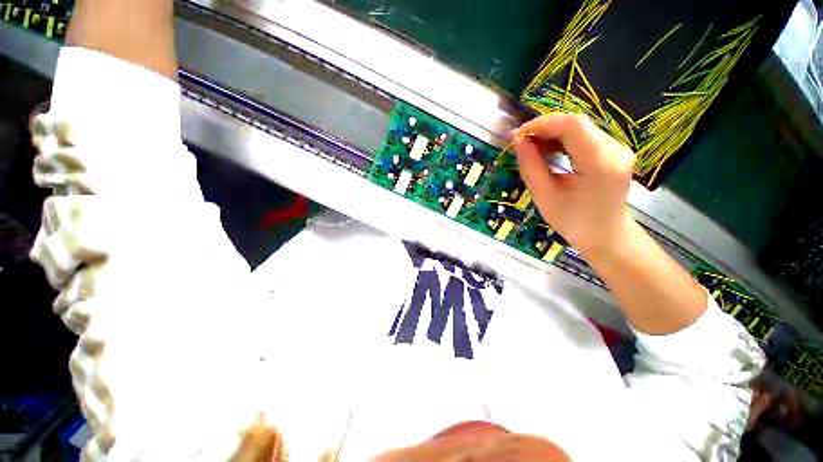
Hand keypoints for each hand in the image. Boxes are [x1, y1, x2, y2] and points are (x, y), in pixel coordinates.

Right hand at [513, 114, 635, 256]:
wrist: (605, 235)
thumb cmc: (573, 222)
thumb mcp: (544, 196)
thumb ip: (531, 166)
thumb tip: (518, 141)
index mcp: (600, 163)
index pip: (572, 125)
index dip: (542, 124)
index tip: (518, 136)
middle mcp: (615, 149)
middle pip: (576, 124)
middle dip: (544, 129)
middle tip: (521, 143)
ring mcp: (618, 148)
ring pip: (580, 128)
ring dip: (551, 134)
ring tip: (531, 149)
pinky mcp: (614, 151)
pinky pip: (584, 136)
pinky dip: (562, 140)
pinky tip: (548, 151)